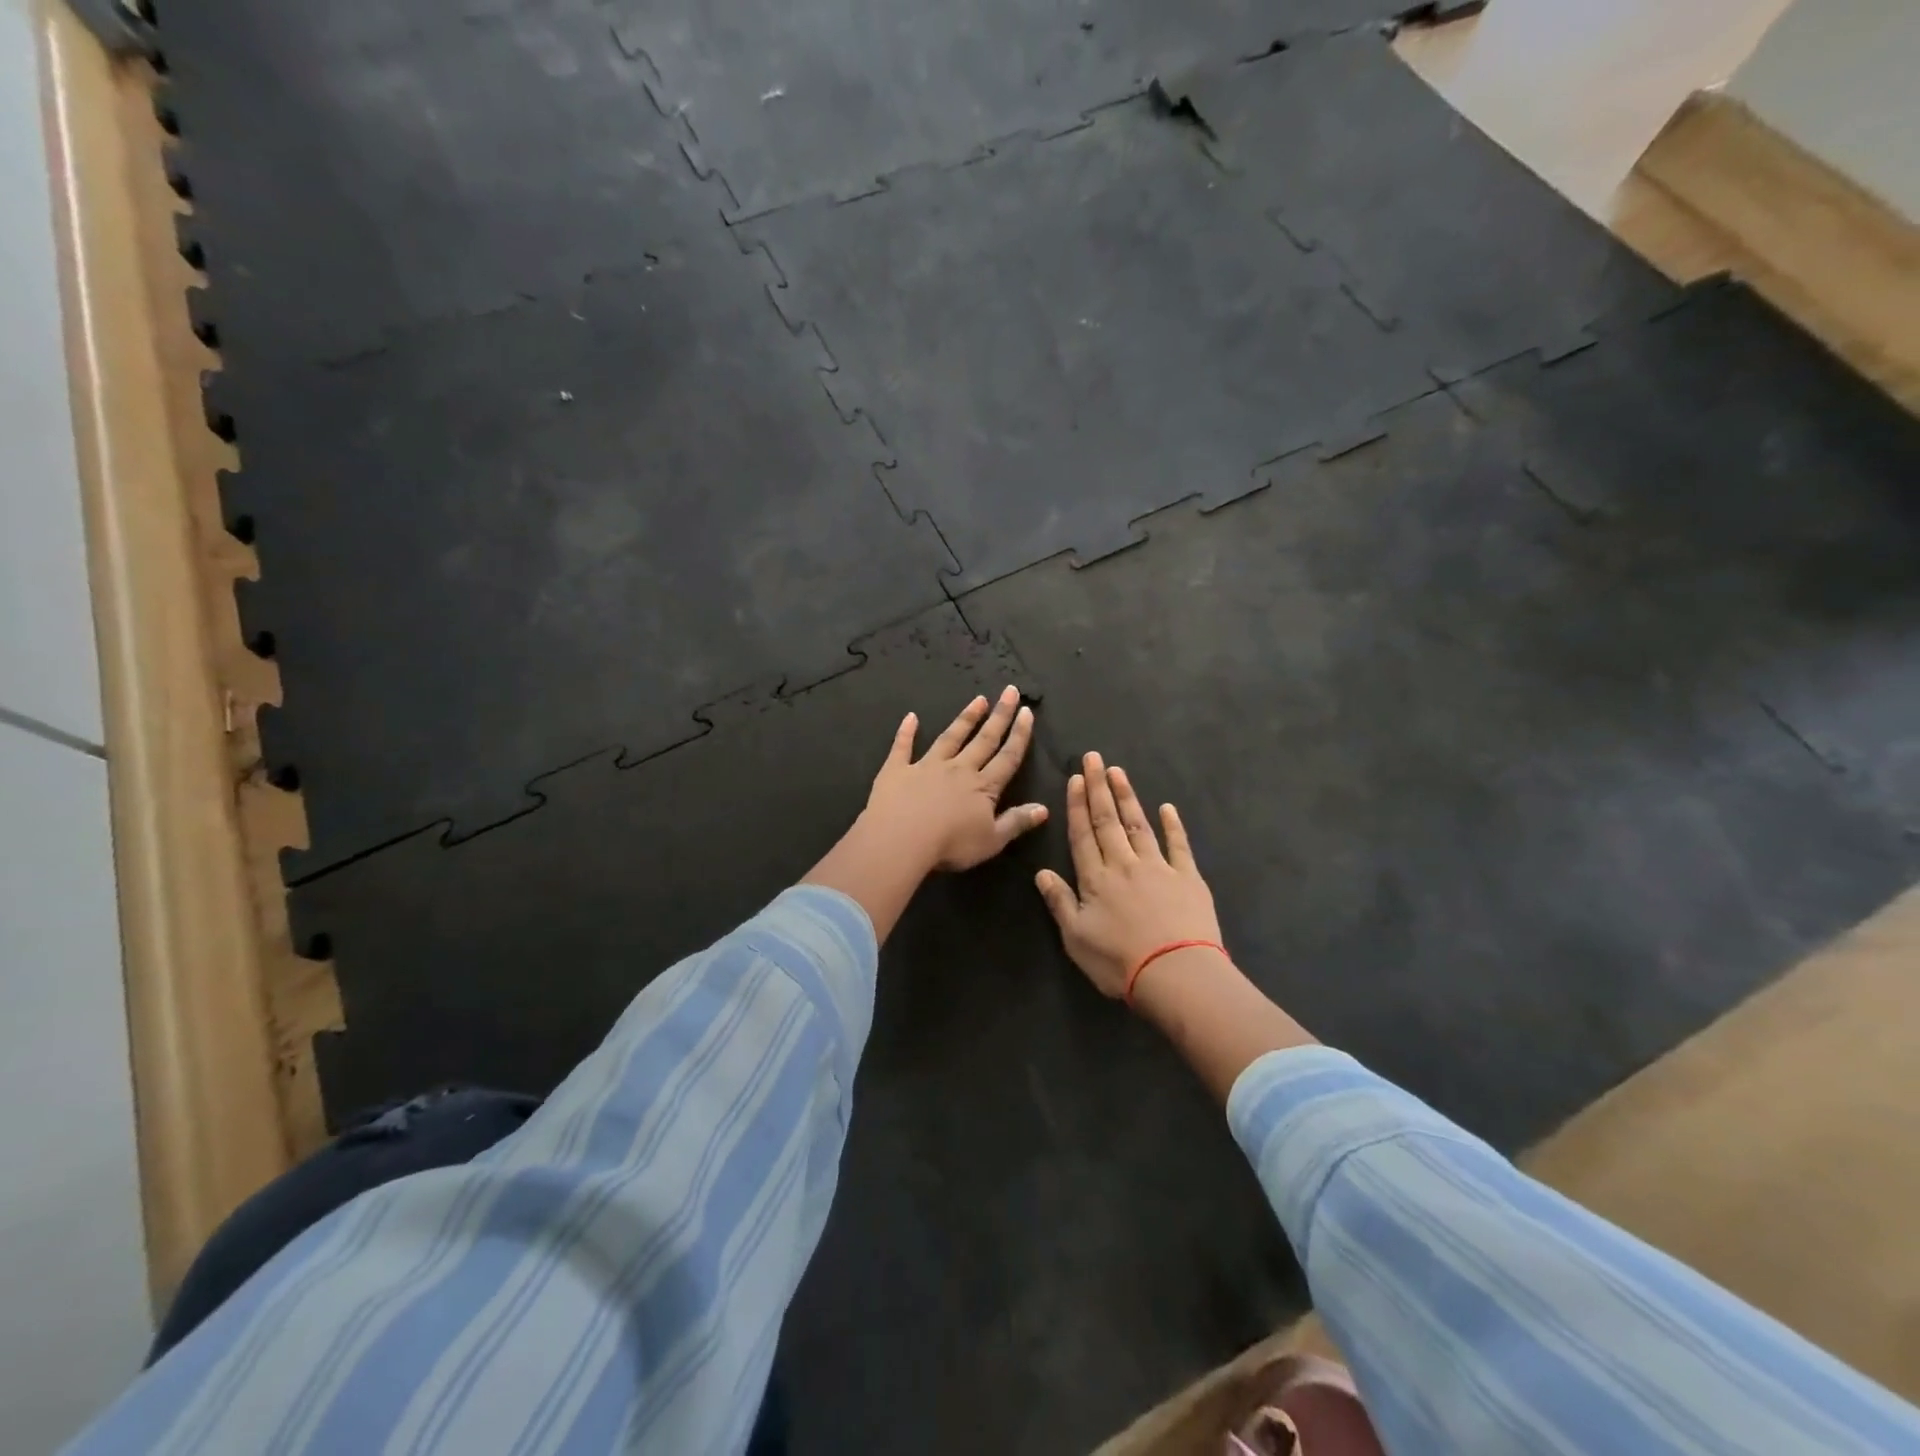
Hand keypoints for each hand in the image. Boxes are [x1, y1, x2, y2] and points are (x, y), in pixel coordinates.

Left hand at [863, 686, 1047, 872]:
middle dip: (999, 715)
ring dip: (965, 718)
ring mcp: (927, 766)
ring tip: (978, 700)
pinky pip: (903, 747)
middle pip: (983, 739)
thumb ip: (1016, 822)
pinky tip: (911, 717)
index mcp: (983, 787)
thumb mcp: (992, 840)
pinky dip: (906, 731)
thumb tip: (1044, 808)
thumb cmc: (950, 845)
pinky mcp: (897, 770)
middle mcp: (958, 769)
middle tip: (1010, 691)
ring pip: (950, 737)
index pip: (1007, 757)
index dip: (1019, 735)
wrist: (901, 840)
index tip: (1027, 712)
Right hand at [1035, 752, 1222, 998]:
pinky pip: (1178, 845)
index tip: (1075, 779)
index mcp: (1095, 879)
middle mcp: (1124, 864)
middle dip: (1099, 787)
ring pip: (1138, 825)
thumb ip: (1059, 902)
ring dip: (1127, 798)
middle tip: (1093, 758)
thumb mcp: (1076, 938)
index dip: (1077, 806)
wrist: (1176, 973)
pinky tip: (1167, 808)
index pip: (1083, 835)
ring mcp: (1158, 867)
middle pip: (1108, 821)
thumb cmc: (1119, 962)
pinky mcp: (1188, 878)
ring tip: (1118, 772)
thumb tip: (1041, 872)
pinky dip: (1173, 826)